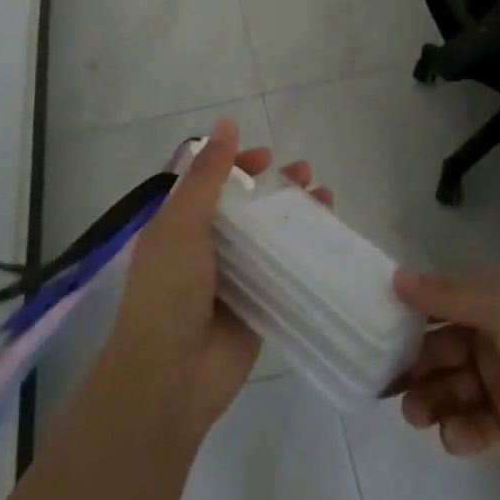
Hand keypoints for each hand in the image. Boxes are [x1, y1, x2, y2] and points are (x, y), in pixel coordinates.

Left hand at [103, 118, 329, 435]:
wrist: (170, 376)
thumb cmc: (169, 289)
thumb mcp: (183, 221)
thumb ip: (207, 174)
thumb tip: (226, 123)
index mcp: (180, 225)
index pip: (214, 183)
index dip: (240, 165)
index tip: (268, 156)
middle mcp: (206, 248)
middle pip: (247, 207)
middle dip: (276, 187)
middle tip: (307, 174)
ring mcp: (233, 279)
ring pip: (270, 236)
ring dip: (296, 215)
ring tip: (326, 198)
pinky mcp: (257, 307)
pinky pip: (284, 272)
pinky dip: (305, 253)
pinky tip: (329, 239)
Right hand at [390, 266, 499, 486]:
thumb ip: (450, 295)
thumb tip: (396, 277)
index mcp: (497, 299)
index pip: (441, 301)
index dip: (408, 312)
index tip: (371, 326)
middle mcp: (497, 336)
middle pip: (440, 347)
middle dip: (412, 362)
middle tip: (383, 381)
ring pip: (453, 387)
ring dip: (430, 398)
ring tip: (415, 413)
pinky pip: (477, 427)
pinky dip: (460, 430)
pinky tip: (454, 435)